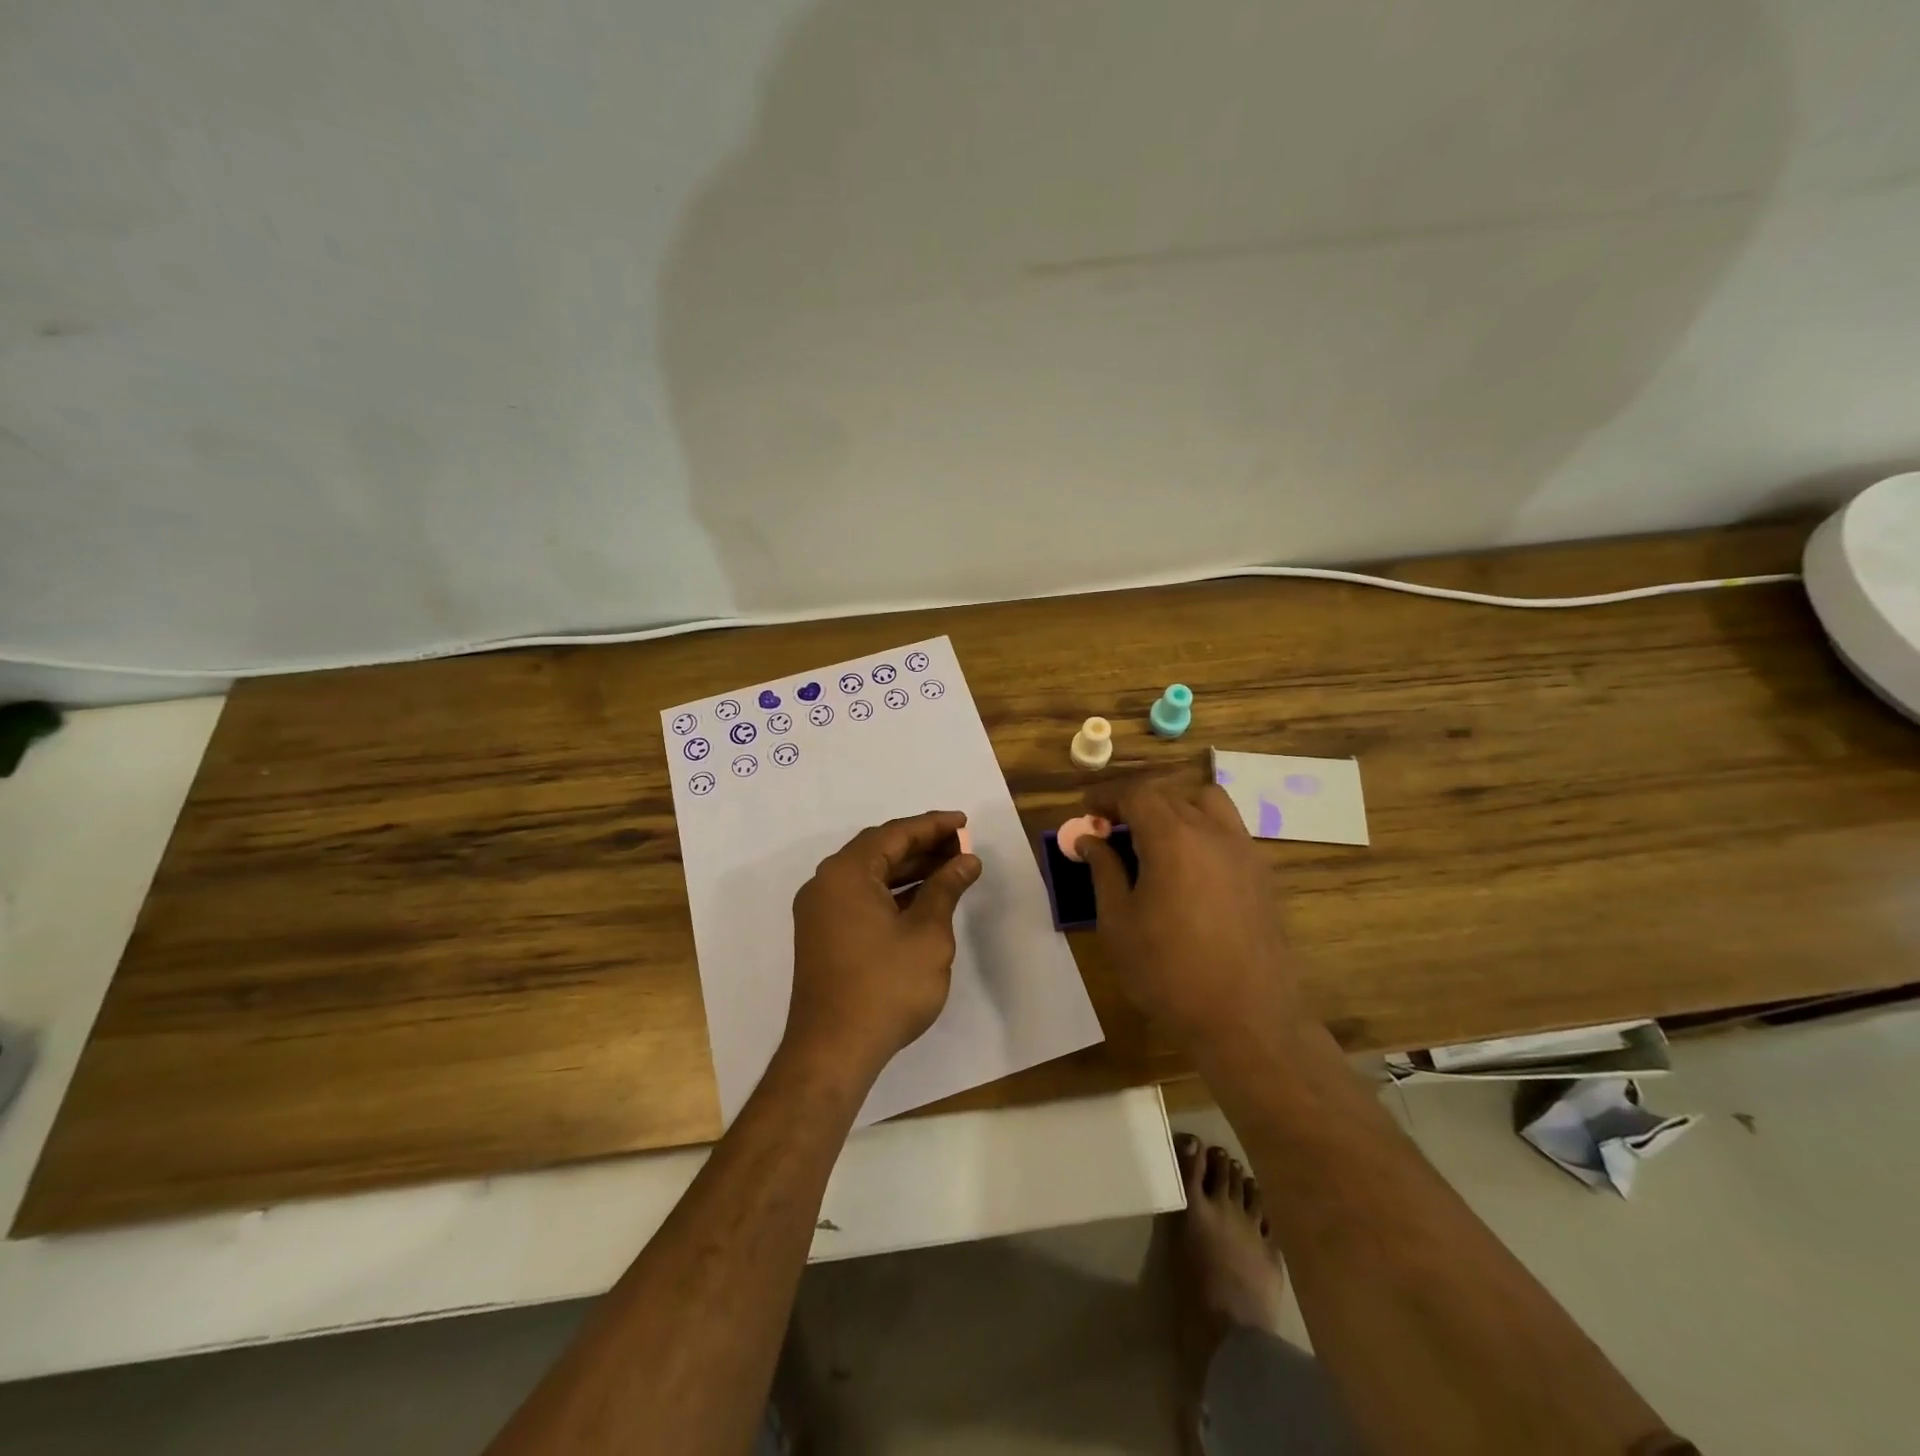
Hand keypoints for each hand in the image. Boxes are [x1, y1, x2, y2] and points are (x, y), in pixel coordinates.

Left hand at [783, 810, 982, 1084]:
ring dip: (909, 870)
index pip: (894, 834)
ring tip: (950, 869)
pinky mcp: (823, 936)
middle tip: (962, 847)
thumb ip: (946, 889)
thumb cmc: (886, 986)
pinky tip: (923, 900)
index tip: (964, 822)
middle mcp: (825, 884)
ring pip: (870, 876)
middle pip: (879, 851)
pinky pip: (861, 898)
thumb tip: (966, 860)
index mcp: (845, 873)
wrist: (833, 1050)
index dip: (933, 826)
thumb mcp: (927, 933)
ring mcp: (820, 912)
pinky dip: (892, 894)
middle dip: (922, 846)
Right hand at [1079, 778, 1300, 1045]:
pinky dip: (1202, 830)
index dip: (1107, 795)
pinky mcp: (1262, 874)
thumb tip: (1089, 839)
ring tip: (1154, 840)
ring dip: (1175, 808)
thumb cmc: (1168, 972)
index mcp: (1173, 838)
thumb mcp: (1118, 922)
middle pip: (1169, 795)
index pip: (1136, 793)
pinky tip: (1187, 868)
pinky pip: (1228, 831)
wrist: (1246, 1019)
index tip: (1087, 809)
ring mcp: (1244, 851)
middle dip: (1135, 803)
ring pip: (1207, 803)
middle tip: (1110, 829)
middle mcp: (1213, 832)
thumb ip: (1103, 871)